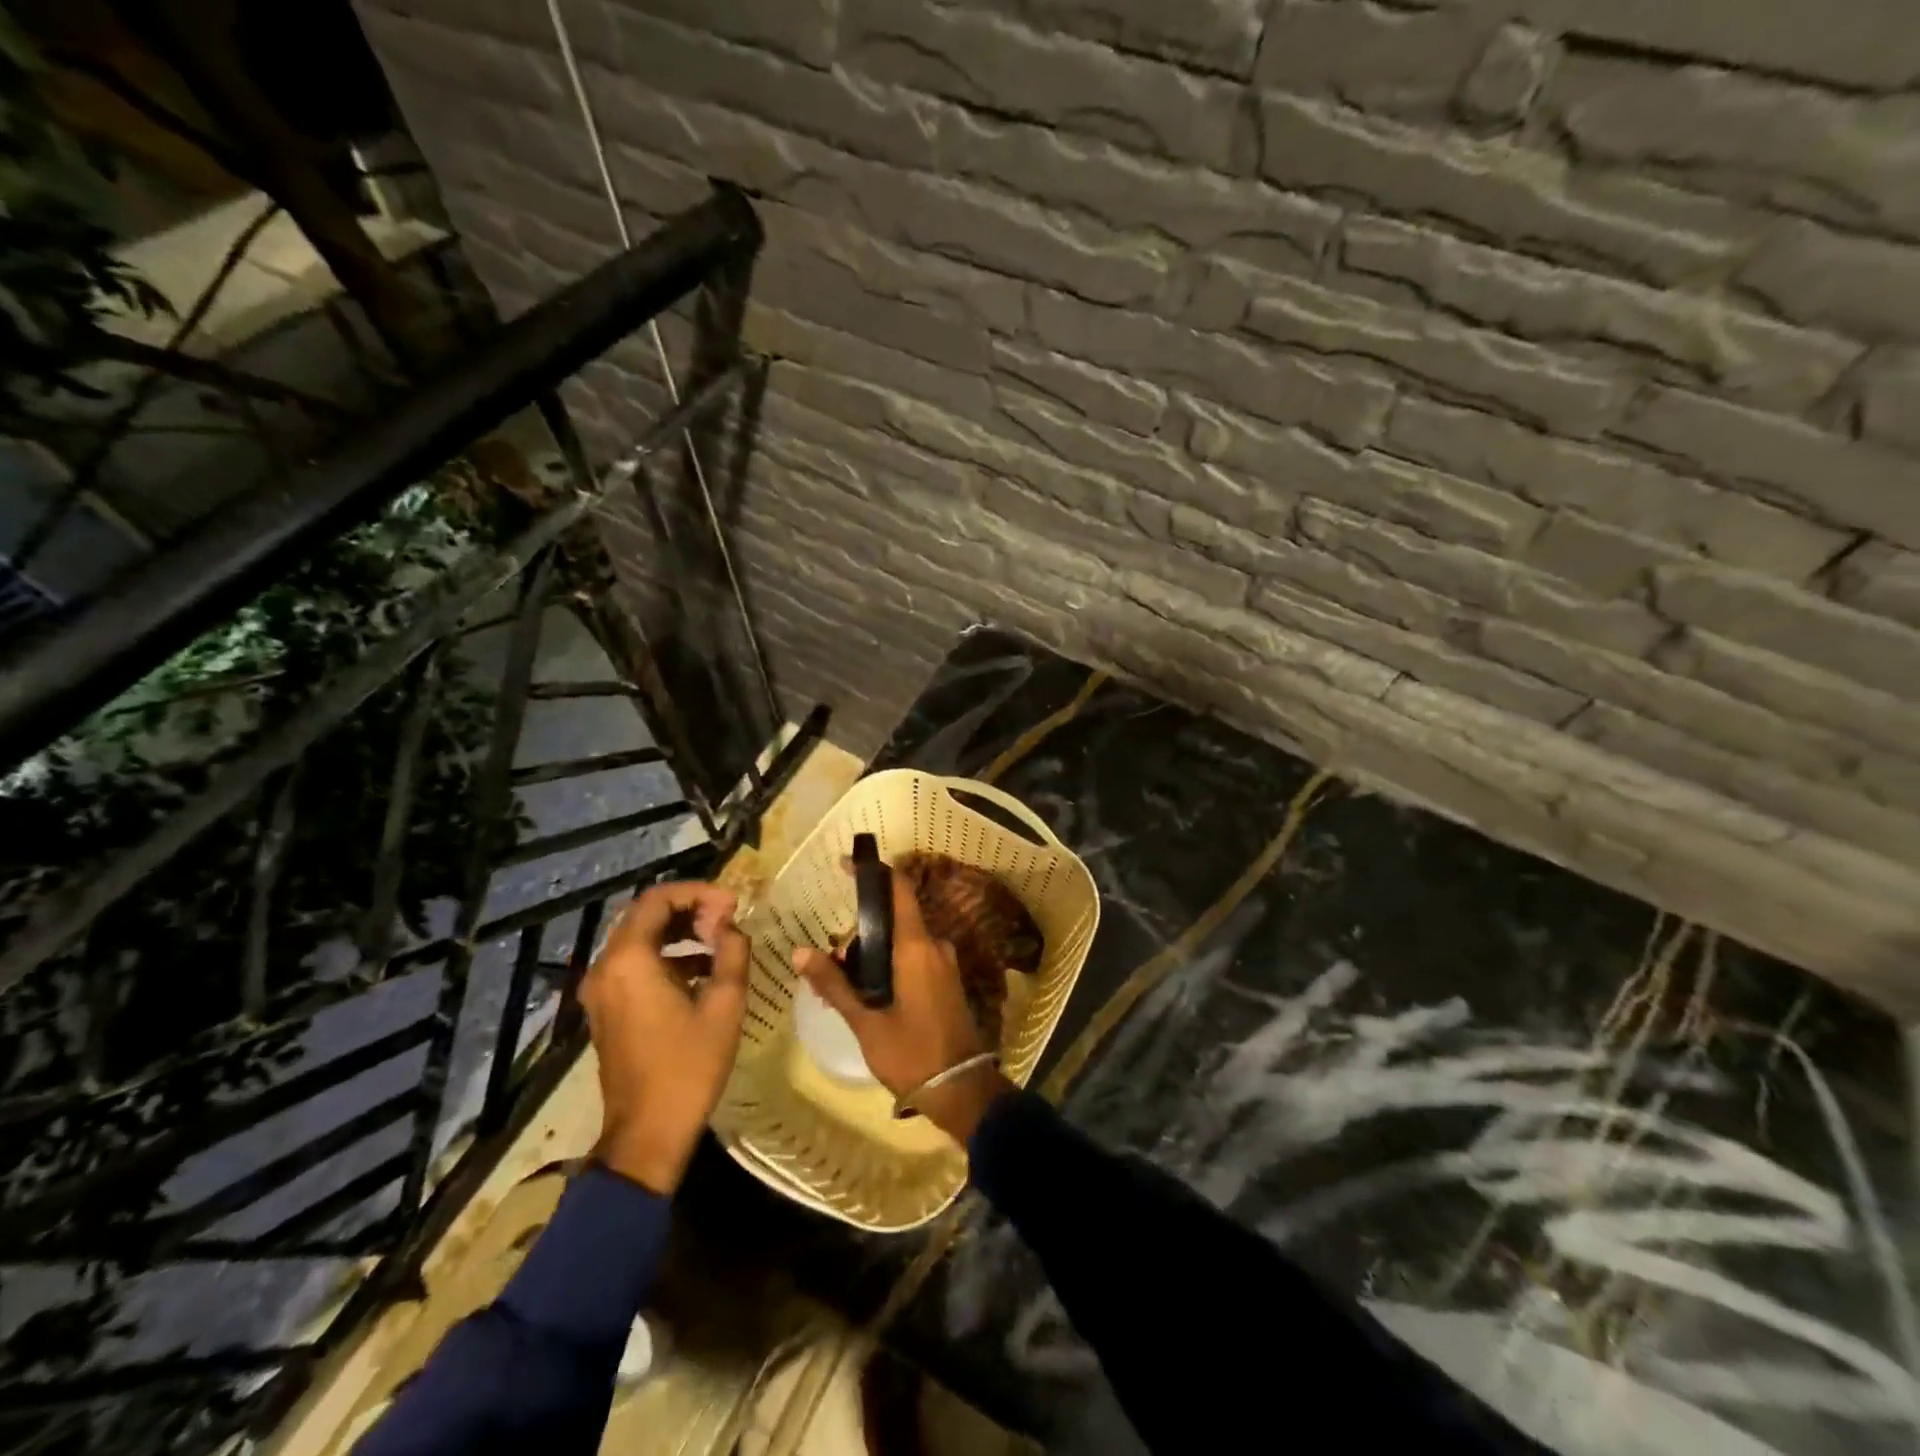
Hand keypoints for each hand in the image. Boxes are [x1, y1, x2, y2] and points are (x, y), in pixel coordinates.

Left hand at [581, 881, 747, 1193]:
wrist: (647, 1133)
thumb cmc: (688, 1067)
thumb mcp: (724, 1004)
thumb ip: (731, 952)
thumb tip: (731, 926)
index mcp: (629, 960)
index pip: (658, 899)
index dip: (699, 893)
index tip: (733, 905)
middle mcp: (606, 967)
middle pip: (645, 915)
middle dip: (690, 909)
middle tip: (728, 920)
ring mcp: (601, 990)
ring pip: (640, 939)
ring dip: (679, 932)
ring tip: (720, 942)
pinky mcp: (606, 1009)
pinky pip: (634, 964)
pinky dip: (667, 956)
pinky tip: (702, 971)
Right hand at [793, 863, 1012, 1142]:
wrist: (962, 1090)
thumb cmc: (911, 1053)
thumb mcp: (866, 1021)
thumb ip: (833, 984)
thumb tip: (799, 952)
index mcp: (916, 946)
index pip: (898, 889)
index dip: (874, 872)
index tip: (846, 865)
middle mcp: (934, 945)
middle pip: (893, 919)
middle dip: (861, 932)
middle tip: (831, 963)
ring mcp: (944, 963)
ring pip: (902, 942)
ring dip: (873, 954)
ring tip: (843, 988)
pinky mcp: (946, 981)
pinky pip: (914, 958)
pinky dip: (888, 966)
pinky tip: (867, 996)